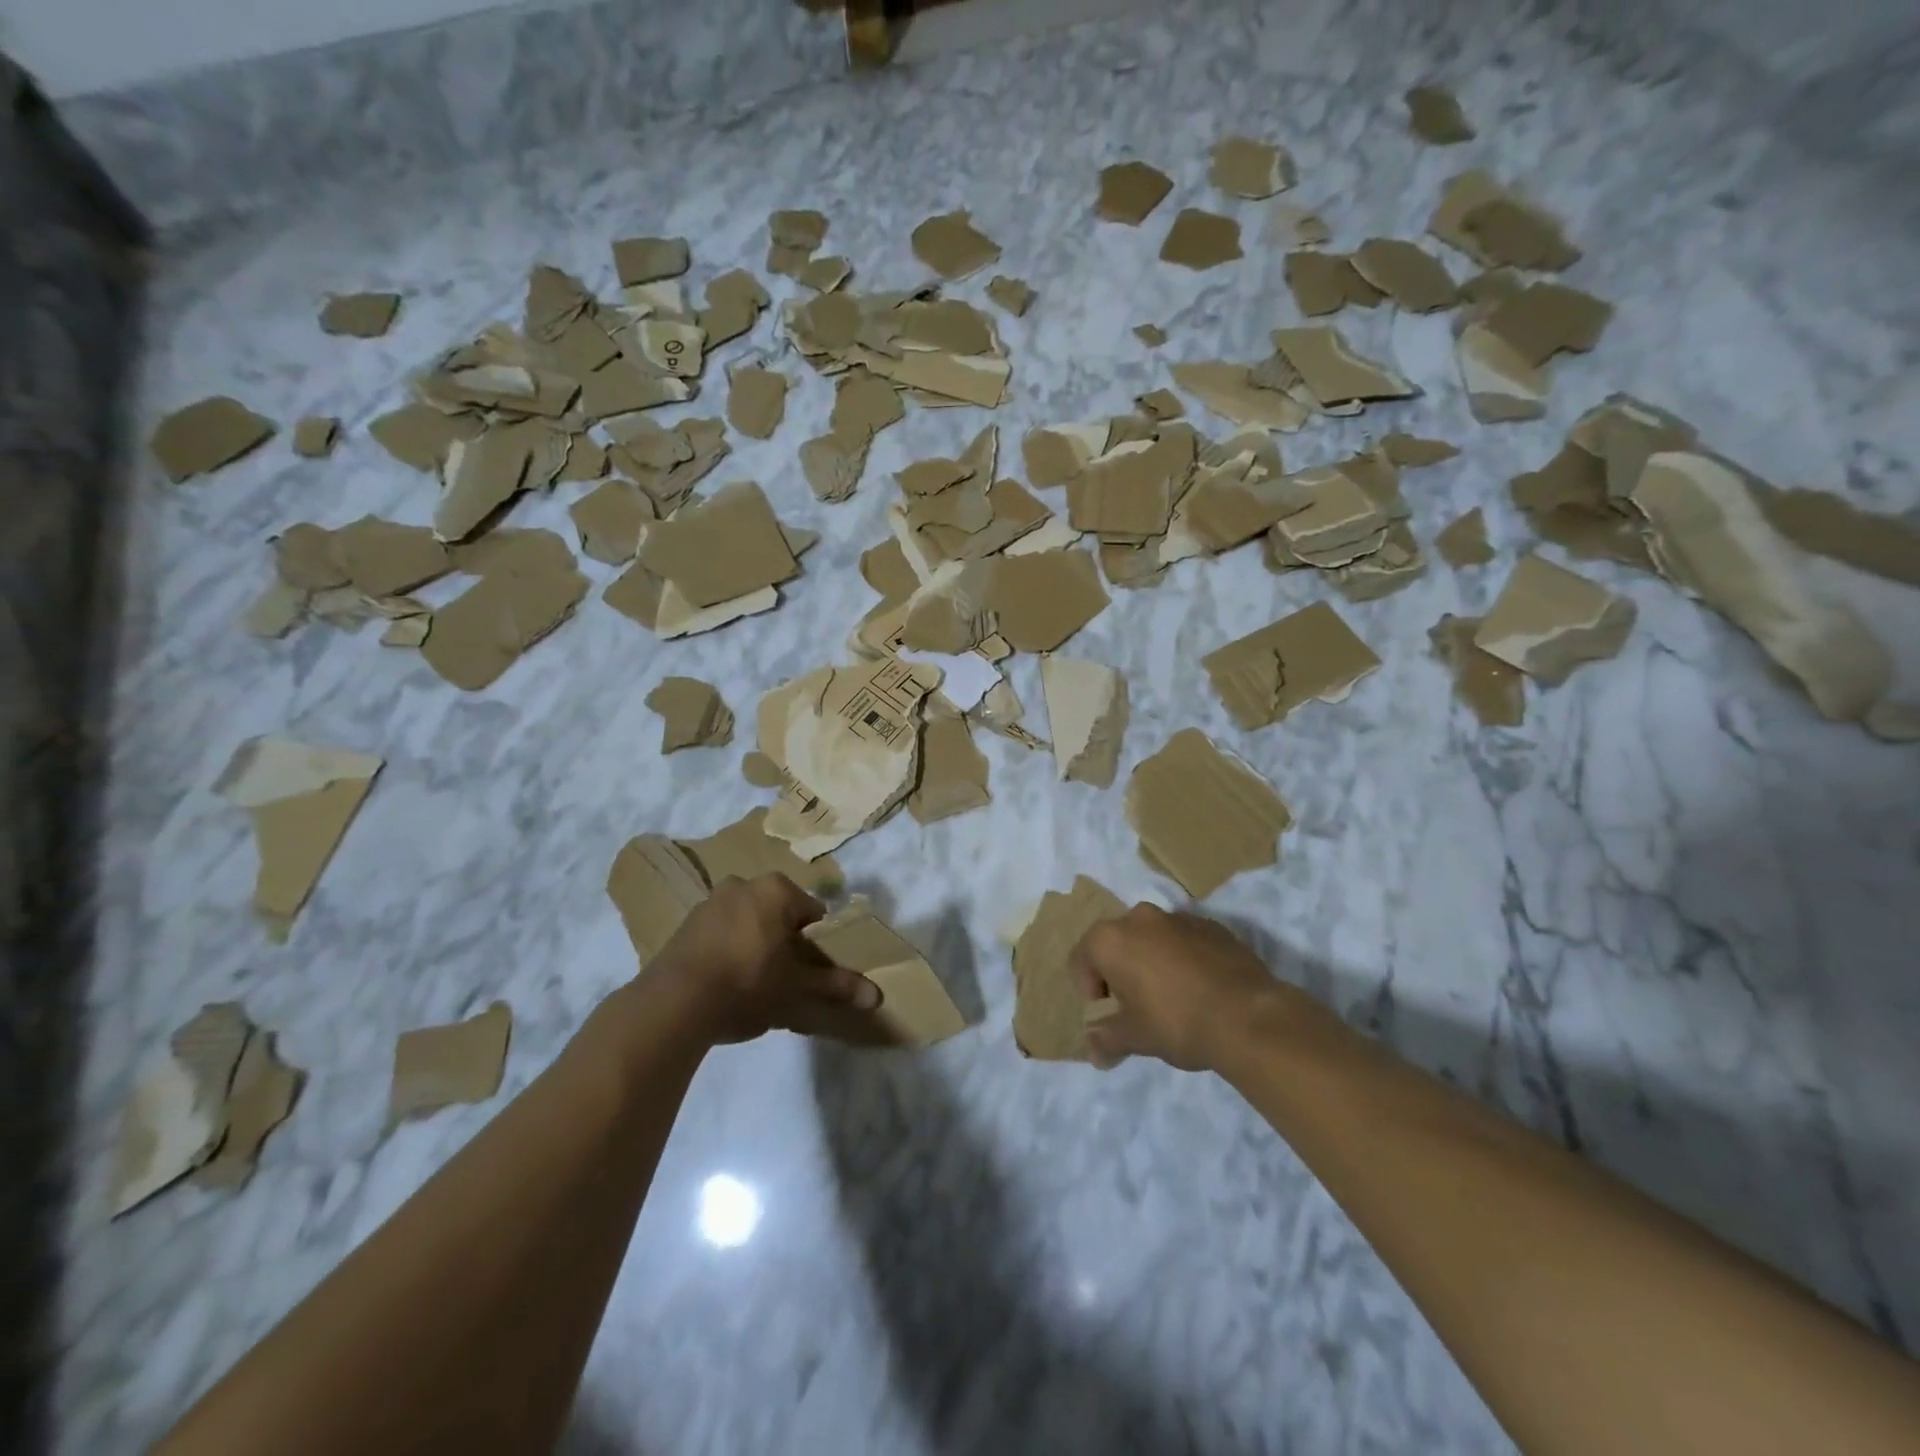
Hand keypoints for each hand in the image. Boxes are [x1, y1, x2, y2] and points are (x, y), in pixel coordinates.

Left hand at [649, 874, 879, 1044]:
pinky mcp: (685, 925)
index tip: (812, 972)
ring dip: (756, 946)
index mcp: (776, 889)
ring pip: (748, 923)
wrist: (675, 1003)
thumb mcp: (798, 988)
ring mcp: (710, 902)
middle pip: (779, 916)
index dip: (818, 945)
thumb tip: (878, 996)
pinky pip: (720, 934)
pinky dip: (728, 951)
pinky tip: (726, 985)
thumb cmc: (749, 983)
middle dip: (785, 943)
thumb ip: (837, 987)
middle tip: (786, 980)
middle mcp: (744, 884)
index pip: (813, 914)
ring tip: (754, 986)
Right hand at [1072, 904, 1284, 1071]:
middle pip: (1117, 941)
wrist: (1247, 1015)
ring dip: (1152, 960)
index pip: (1081, 957)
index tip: (1105, 1011)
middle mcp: (1139, 918)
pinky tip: (1199, 988)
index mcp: (1111, 939)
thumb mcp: (1135, 1037)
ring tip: (1170, 995)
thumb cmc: (1176, 1022)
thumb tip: (1094, 1052)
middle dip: (1119, 969)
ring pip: (1152, 937)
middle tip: (1134, 1003)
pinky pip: (1184, 939)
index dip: (1086, 986)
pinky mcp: (1212, 925)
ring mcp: (1178, 918)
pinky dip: (1183, 957)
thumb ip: (1107, 1039)